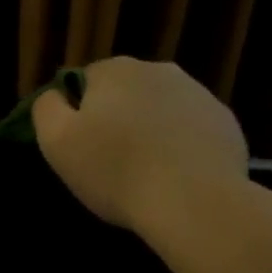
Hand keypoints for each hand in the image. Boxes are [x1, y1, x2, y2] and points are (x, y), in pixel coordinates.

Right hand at [33, 57, 247, 231]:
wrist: (194, 201)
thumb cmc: (114, 171)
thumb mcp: (56, 142)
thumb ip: (46, 108)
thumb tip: (55, 94)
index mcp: (115, 71)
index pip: (83, 81)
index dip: (76, 112)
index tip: (78, 145)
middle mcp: (159, 70)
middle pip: (124, 92)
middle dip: (114, 118)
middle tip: (108, 160)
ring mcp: (199, 94)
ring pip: (158, 109)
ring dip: (147, 130)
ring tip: (143, 171)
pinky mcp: (225, 122)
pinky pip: (189, 129)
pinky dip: (178, 145)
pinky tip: (173, 175)